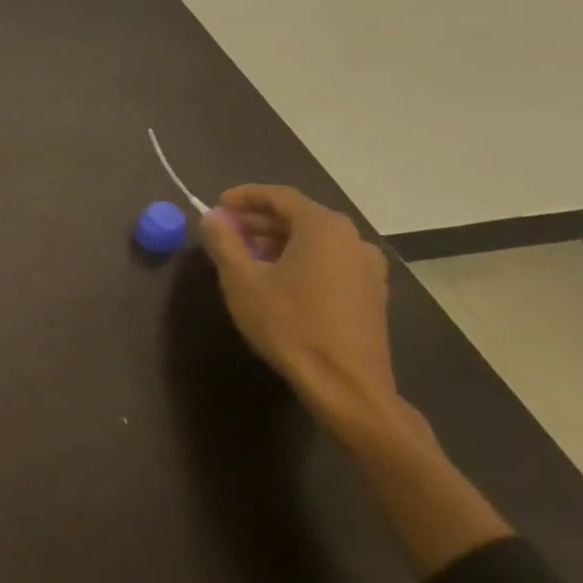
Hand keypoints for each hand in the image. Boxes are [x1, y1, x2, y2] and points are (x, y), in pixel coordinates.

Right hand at [197, 185, 396, 436]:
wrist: (347, 386)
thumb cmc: (289, 324)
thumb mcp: (242, 280)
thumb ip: (224, 242)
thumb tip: (211, 218)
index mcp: (325, 228)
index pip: (280, 196)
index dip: (245, 196)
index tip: (217, 204)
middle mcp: (353, 240)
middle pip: (299, 217)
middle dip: (258, 220)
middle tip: (225, 231)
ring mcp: (368, 269)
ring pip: (314, 241)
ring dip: (277, 241)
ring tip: (244, 255)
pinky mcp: (370, 295)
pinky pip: (329, 262)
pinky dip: (299, 259)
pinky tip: (276, 279)